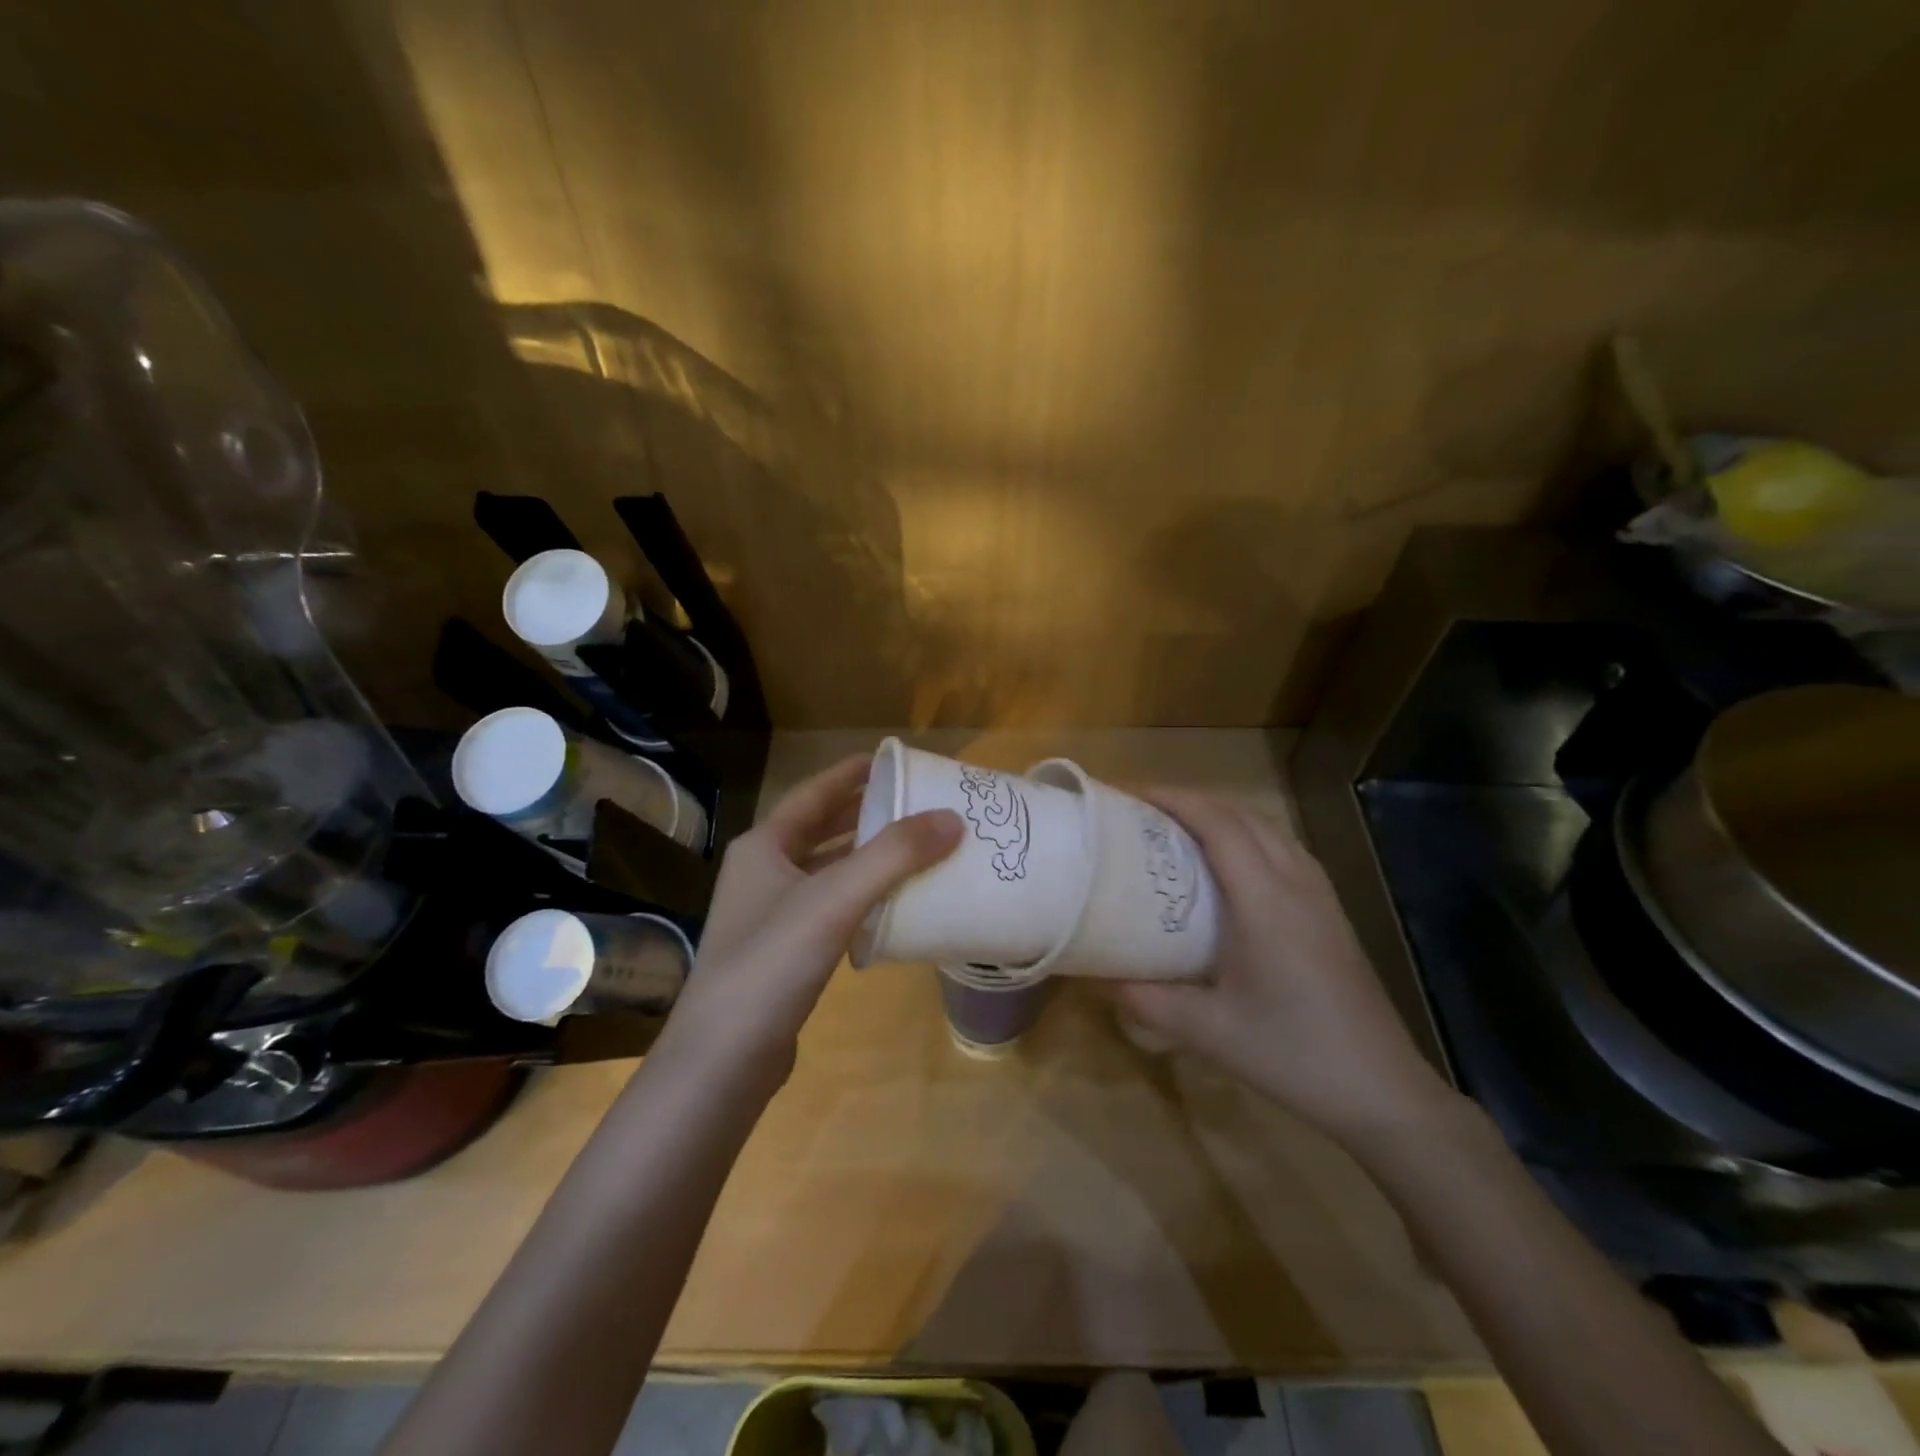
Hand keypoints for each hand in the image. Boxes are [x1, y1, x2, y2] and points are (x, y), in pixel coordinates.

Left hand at [658, 754, 961, 1091]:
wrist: (722, 1060)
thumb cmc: (771, 963)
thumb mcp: (835, 899)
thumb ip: (894, 855)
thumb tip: (953, 818)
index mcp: (764, 847)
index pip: (813, 794)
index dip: (850, 774)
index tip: (891, 760)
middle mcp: (763, 873)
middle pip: (820, 830)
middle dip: (863, 814)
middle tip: (913, 803)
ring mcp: (770, 915)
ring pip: (826, 871)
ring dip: (865, 857)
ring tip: (913, 847)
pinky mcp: (784, 953)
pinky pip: (830, 908)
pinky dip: (861, 897)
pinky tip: (892, 904)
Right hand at [1111, 791, 1461, 1145]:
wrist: (1381, 1089)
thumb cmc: (1291, 1054)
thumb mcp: (1208, 1031)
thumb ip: (1147, 1001)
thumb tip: (1099, 977)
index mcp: (1265, 902)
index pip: (1220, 825)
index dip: (1177, 800)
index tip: (1135, 796)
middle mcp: (1296, 885)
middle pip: (1245, 817)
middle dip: (1195, 802)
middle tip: (1148, 814)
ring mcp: (1321, 897)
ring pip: (1270, 830)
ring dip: (1225, 817)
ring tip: (1184, 832)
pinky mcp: (1331, 913)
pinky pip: (1286, 851)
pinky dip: (1251, 838)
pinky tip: (1233, 868)